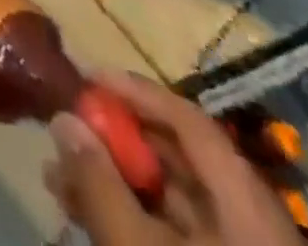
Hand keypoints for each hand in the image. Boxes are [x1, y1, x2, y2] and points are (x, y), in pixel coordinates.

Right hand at [45, 72, 306, 245]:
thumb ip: (98, 182)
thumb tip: (62, 118)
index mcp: (246, 204)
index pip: (188, 121)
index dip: (136, 92)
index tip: (86, 78)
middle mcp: (251, 225)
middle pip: (178, 161)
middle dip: (115, 143)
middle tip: (63, 132)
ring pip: (171, 204)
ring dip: (113, 183)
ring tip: (57, 179)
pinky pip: (175, 239)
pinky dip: (131, 222)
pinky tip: (88, 219)